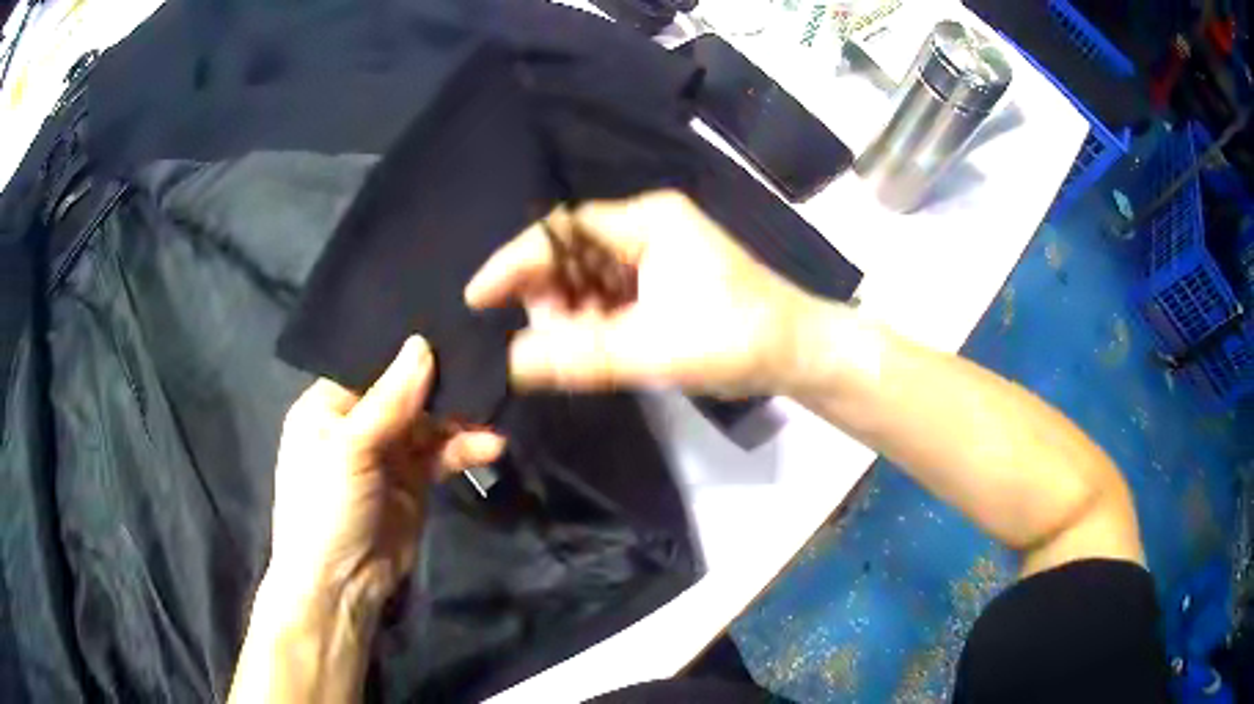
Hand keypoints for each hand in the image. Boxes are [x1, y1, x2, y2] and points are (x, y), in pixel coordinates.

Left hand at [266, 336, 505, 610]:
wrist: (343, 583)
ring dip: (460, 418)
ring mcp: (389, 452)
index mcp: (328, 405)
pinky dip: (465, 448)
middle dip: (442, 382)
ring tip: (492, 410)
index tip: (448, 322)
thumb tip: (422, 344)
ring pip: (430, 422)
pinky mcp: (415, 479)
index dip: (405, 348)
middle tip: (484, 361)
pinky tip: (492, 446)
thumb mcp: (349, 449)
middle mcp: (359, 422)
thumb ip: (389, 400)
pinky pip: (443, 454)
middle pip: (406, 391)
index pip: (370, 364)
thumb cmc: (326, 507)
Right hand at [465, 191, 820, 397]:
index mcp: (647, 221)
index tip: (478, 297)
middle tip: (533, 338)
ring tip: (562, 349)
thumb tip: (511, 361)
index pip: (563, 230)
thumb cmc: (737, 339)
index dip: (515, 261)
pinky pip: (608, 294)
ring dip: (567, 313)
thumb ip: (581, 355)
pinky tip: (584, 346)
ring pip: (587, 276)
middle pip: (571, 252)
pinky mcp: (662, 281)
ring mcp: (655, 254)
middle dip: (544, 294)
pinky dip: (590, 321)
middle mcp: (646, 227)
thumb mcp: (655, 348)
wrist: (797, 353)